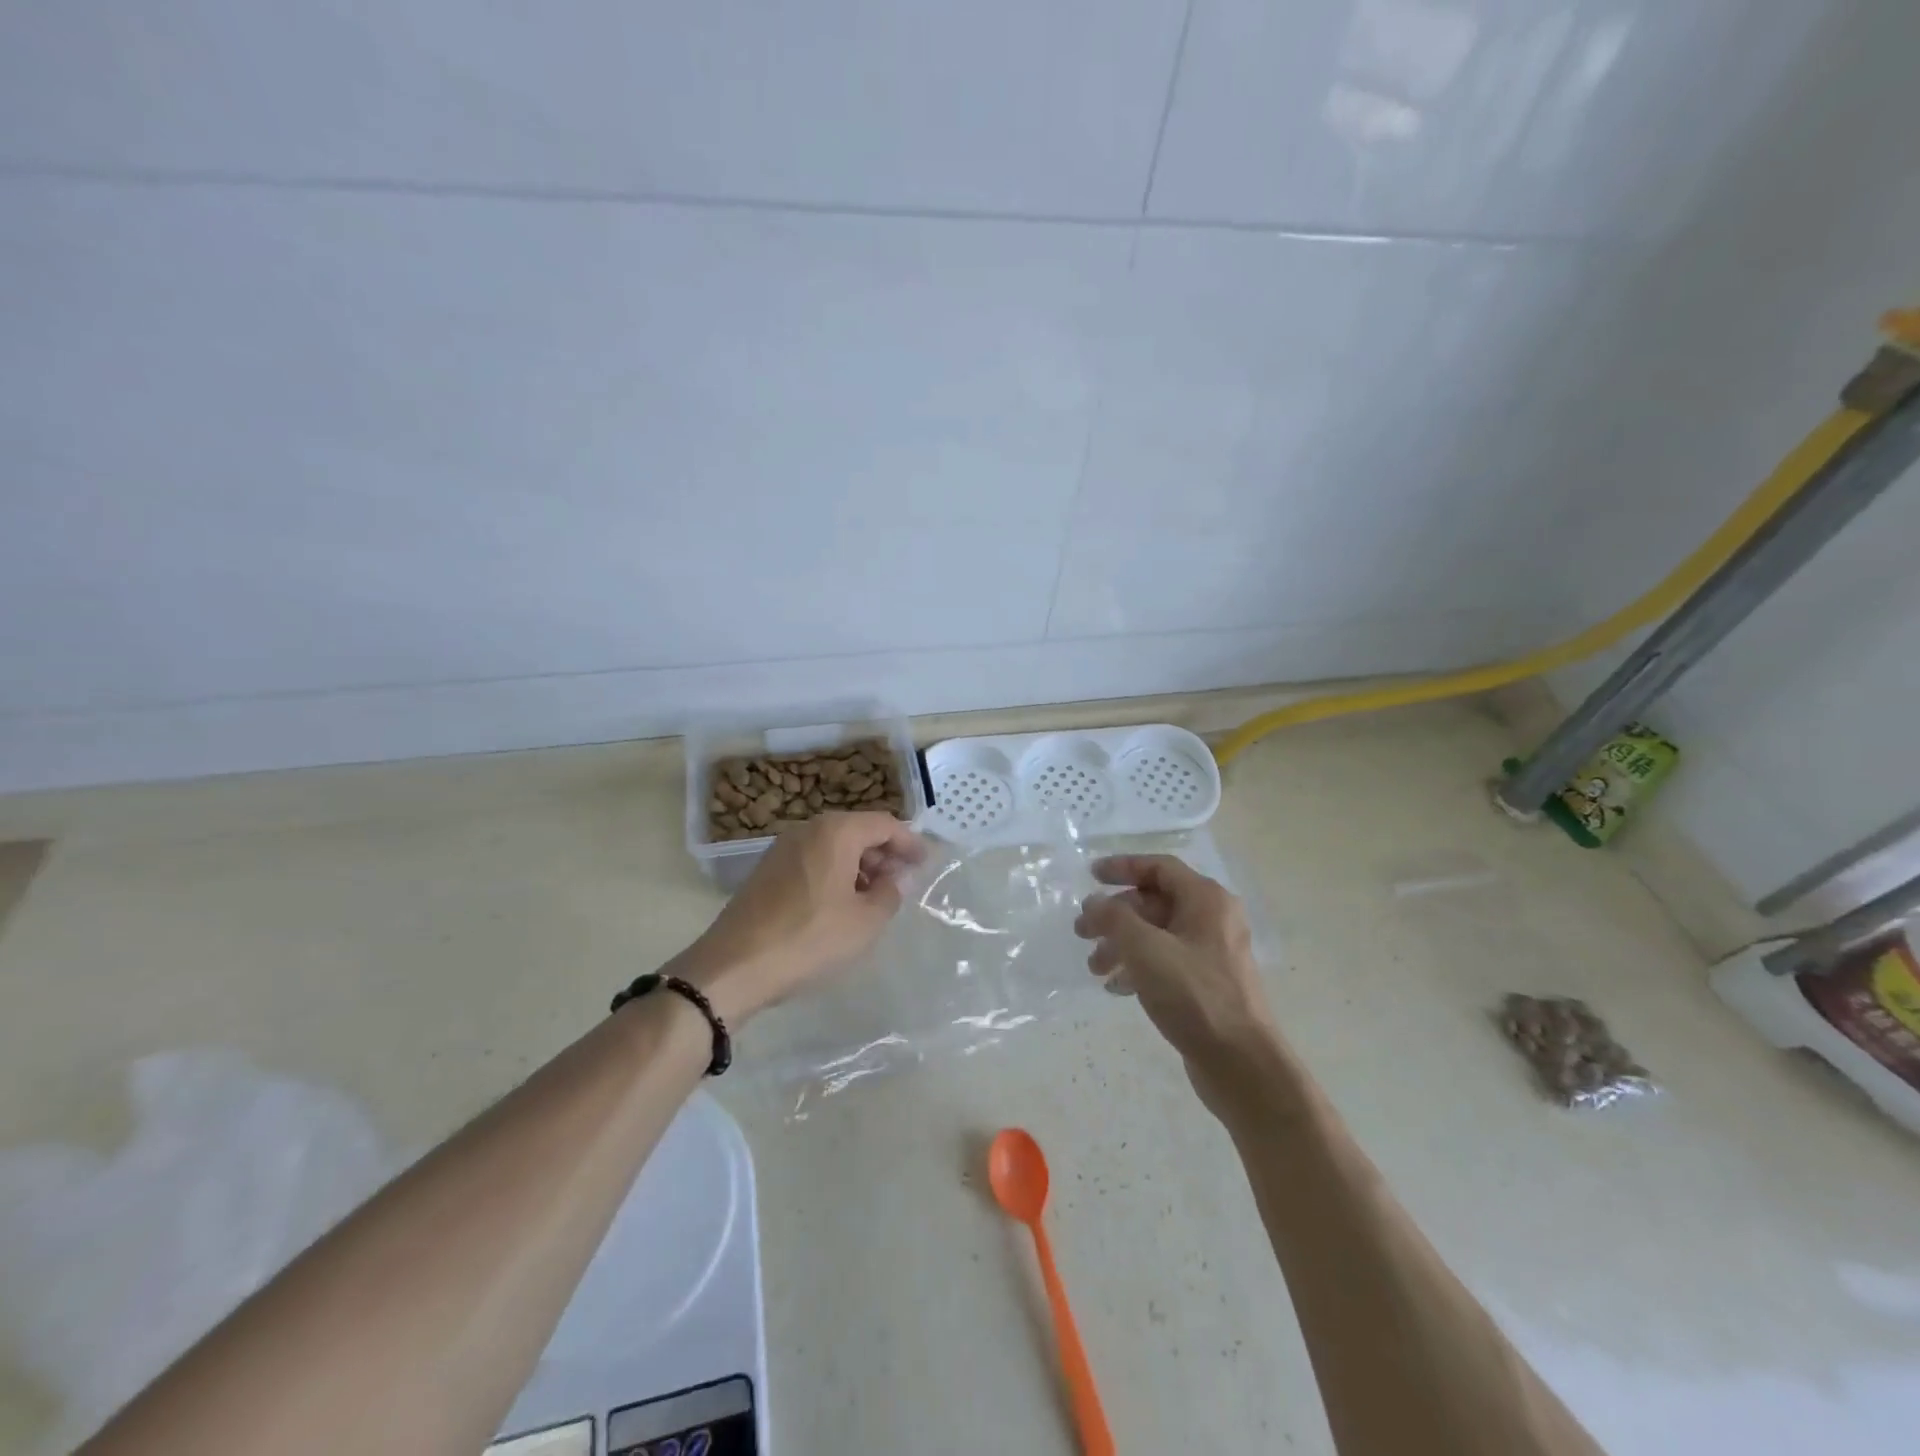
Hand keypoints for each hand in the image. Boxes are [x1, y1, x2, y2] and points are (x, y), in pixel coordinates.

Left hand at [676, 812, 924, 1023]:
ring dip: (859, 866)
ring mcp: (783, 848)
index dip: (909, 842)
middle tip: (903, 882)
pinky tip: (841, 905)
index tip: (927, 862)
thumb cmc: (810, 939)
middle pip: (857, 831)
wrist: (733, 967)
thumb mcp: (865, 922)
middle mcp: (808, 829)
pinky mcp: (767, 871)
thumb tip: (898, 877)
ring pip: (834, 846)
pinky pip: (813, 860)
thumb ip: (891, 893)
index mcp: (836, 831)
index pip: (884, 824)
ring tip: (875, 898)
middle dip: (884, 854)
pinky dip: (834, 874)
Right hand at [1074, 855, 1278, 1101]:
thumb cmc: (1195, 995)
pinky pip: (1165, 961)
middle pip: (1154, 902)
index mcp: (1206, 900)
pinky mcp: (1206, 983)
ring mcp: (1211, 953)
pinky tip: (1117, 988)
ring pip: (1156, 934)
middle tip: (1082, 932)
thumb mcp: (1146, 950)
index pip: (1160, 867)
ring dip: (1121, 944)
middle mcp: (1212, 919)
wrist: (1241, 1064)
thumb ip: (1115, 919)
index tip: (1090, 876)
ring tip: (1095, 968)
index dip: (1123, 867)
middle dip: (1115, 915)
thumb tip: (1095, 902)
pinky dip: (1138, 966)